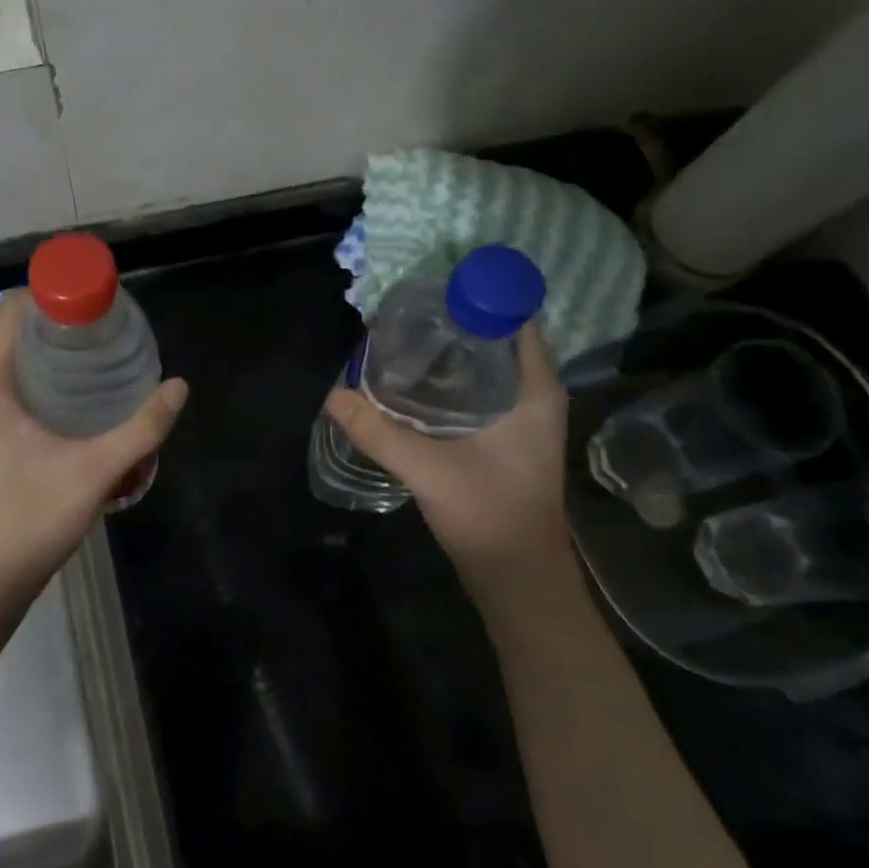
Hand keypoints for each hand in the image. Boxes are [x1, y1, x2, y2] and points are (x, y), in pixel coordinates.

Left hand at [0, 290, 187, 594]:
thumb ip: (142, 427)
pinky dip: (51, 376)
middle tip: (112, 328)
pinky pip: (20, 383)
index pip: (14, 309)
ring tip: (106, 353)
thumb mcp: (97, 468)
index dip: (55, 294)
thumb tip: (179, 386)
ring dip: (59, 350)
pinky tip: (88, 393)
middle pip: (19, 330)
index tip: (99, 302)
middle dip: (64, 321)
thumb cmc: (32, 516)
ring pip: (20, 358)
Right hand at [325, 322, 570, 578]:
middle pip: (495, 339)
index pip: (514, 319)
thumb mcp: (429, 470)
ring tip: (400, 340)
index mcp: (534, 390)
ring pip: (484, 367)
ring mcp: (520, 419)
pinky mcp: (503, 438)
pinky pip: (476, 391)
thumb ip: (379, 432)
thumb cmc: (490, 515)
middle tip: (403, 314)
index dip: (476, 298)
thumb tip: (333, 395)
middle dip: (452, 322)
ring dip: (448, 353)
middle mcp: (532, 395)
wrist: (517, 577)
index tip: (431, 290)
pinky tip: (411, 385)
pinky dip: (447, 381)